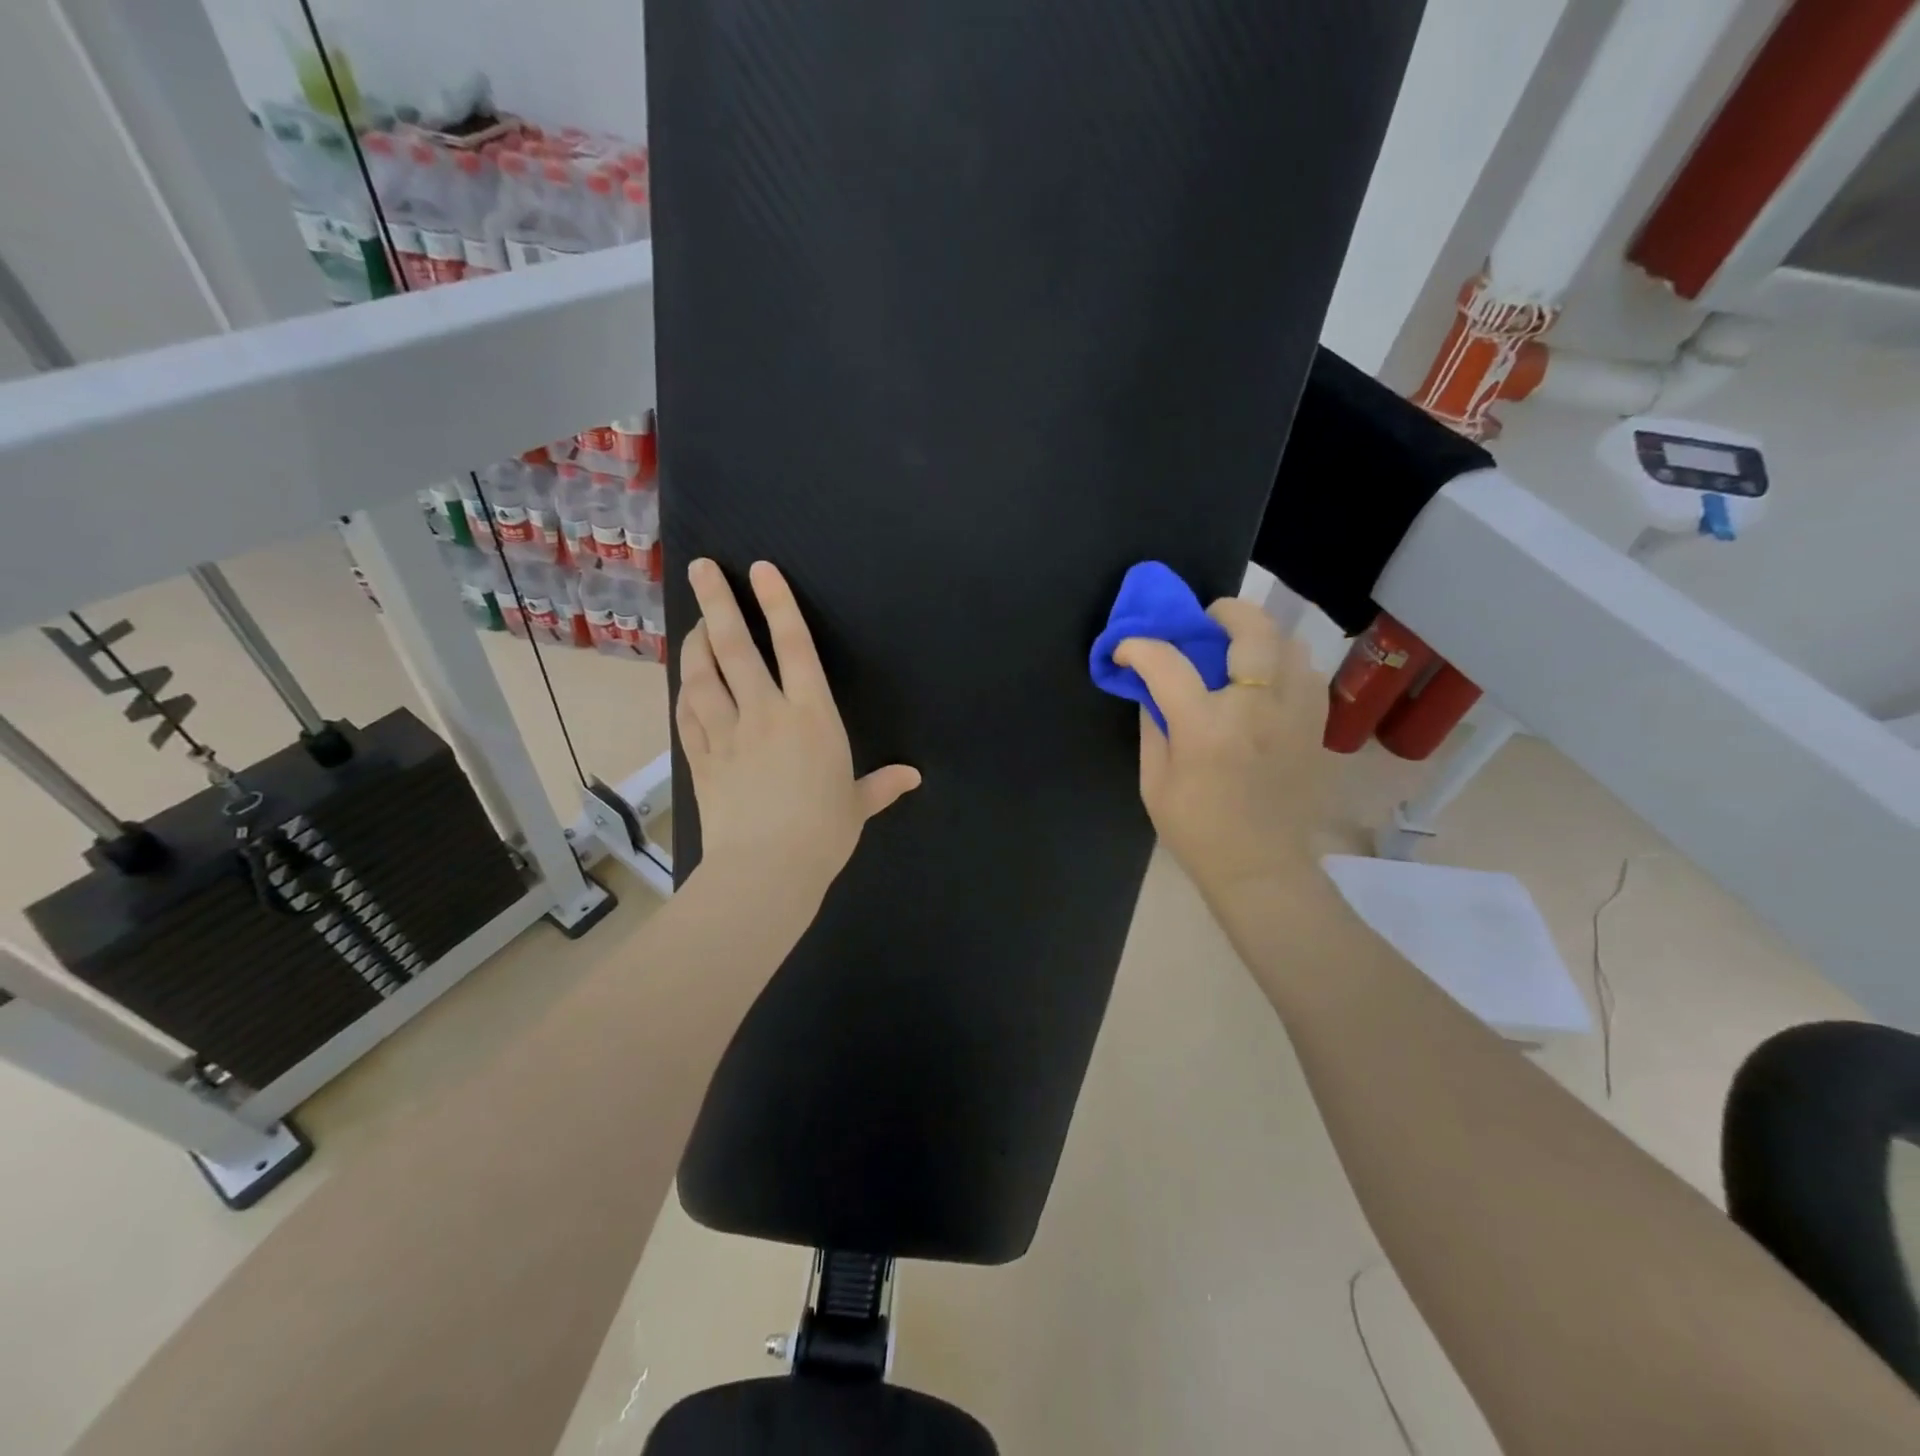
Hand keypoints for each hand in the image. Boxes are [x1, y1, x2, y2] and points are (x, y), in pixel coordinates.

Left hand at [677, 558, 920, 913]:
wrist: (766, 869)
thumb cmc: (822, 834)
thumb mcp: (856, 806)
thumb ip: (881, 785)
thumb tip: (913, 777)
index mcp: (811, 716)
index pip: (794, 646)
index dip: (777, 603)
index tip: (760, 570)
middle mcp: (766, 712)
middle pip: (735, 646)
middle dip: (717, 602)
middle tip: (701, 568)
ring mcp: (727, 733)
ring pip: (703, 675)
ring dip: (694, 644)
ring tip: (692, 623)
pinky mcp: (701, 758)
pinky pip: (687, 715)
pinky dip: (684, 693)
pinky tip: (685, 682)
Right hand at [1114, 599, 1329, 906]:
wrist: (1261, 869)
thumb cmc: (1198, 831)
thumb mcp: (1155, 784)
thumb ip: (1153, 728)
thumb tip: (1151, 690)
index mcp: (1206, 728)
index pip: (1168, 663)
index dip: (1140, 647)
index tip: (1127, 650)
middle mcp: (1256, 710)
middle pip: (1252, 631)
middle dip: (1224, 611)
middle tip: (1206, 618)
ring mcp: (1295, 716)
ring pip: (1290, 645)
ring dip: (1260, 636)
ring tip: (1240, 649)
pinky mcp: (1316, 729)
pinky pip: (1308, 675)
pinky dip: (1285, 665)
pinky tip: (1268, 681)